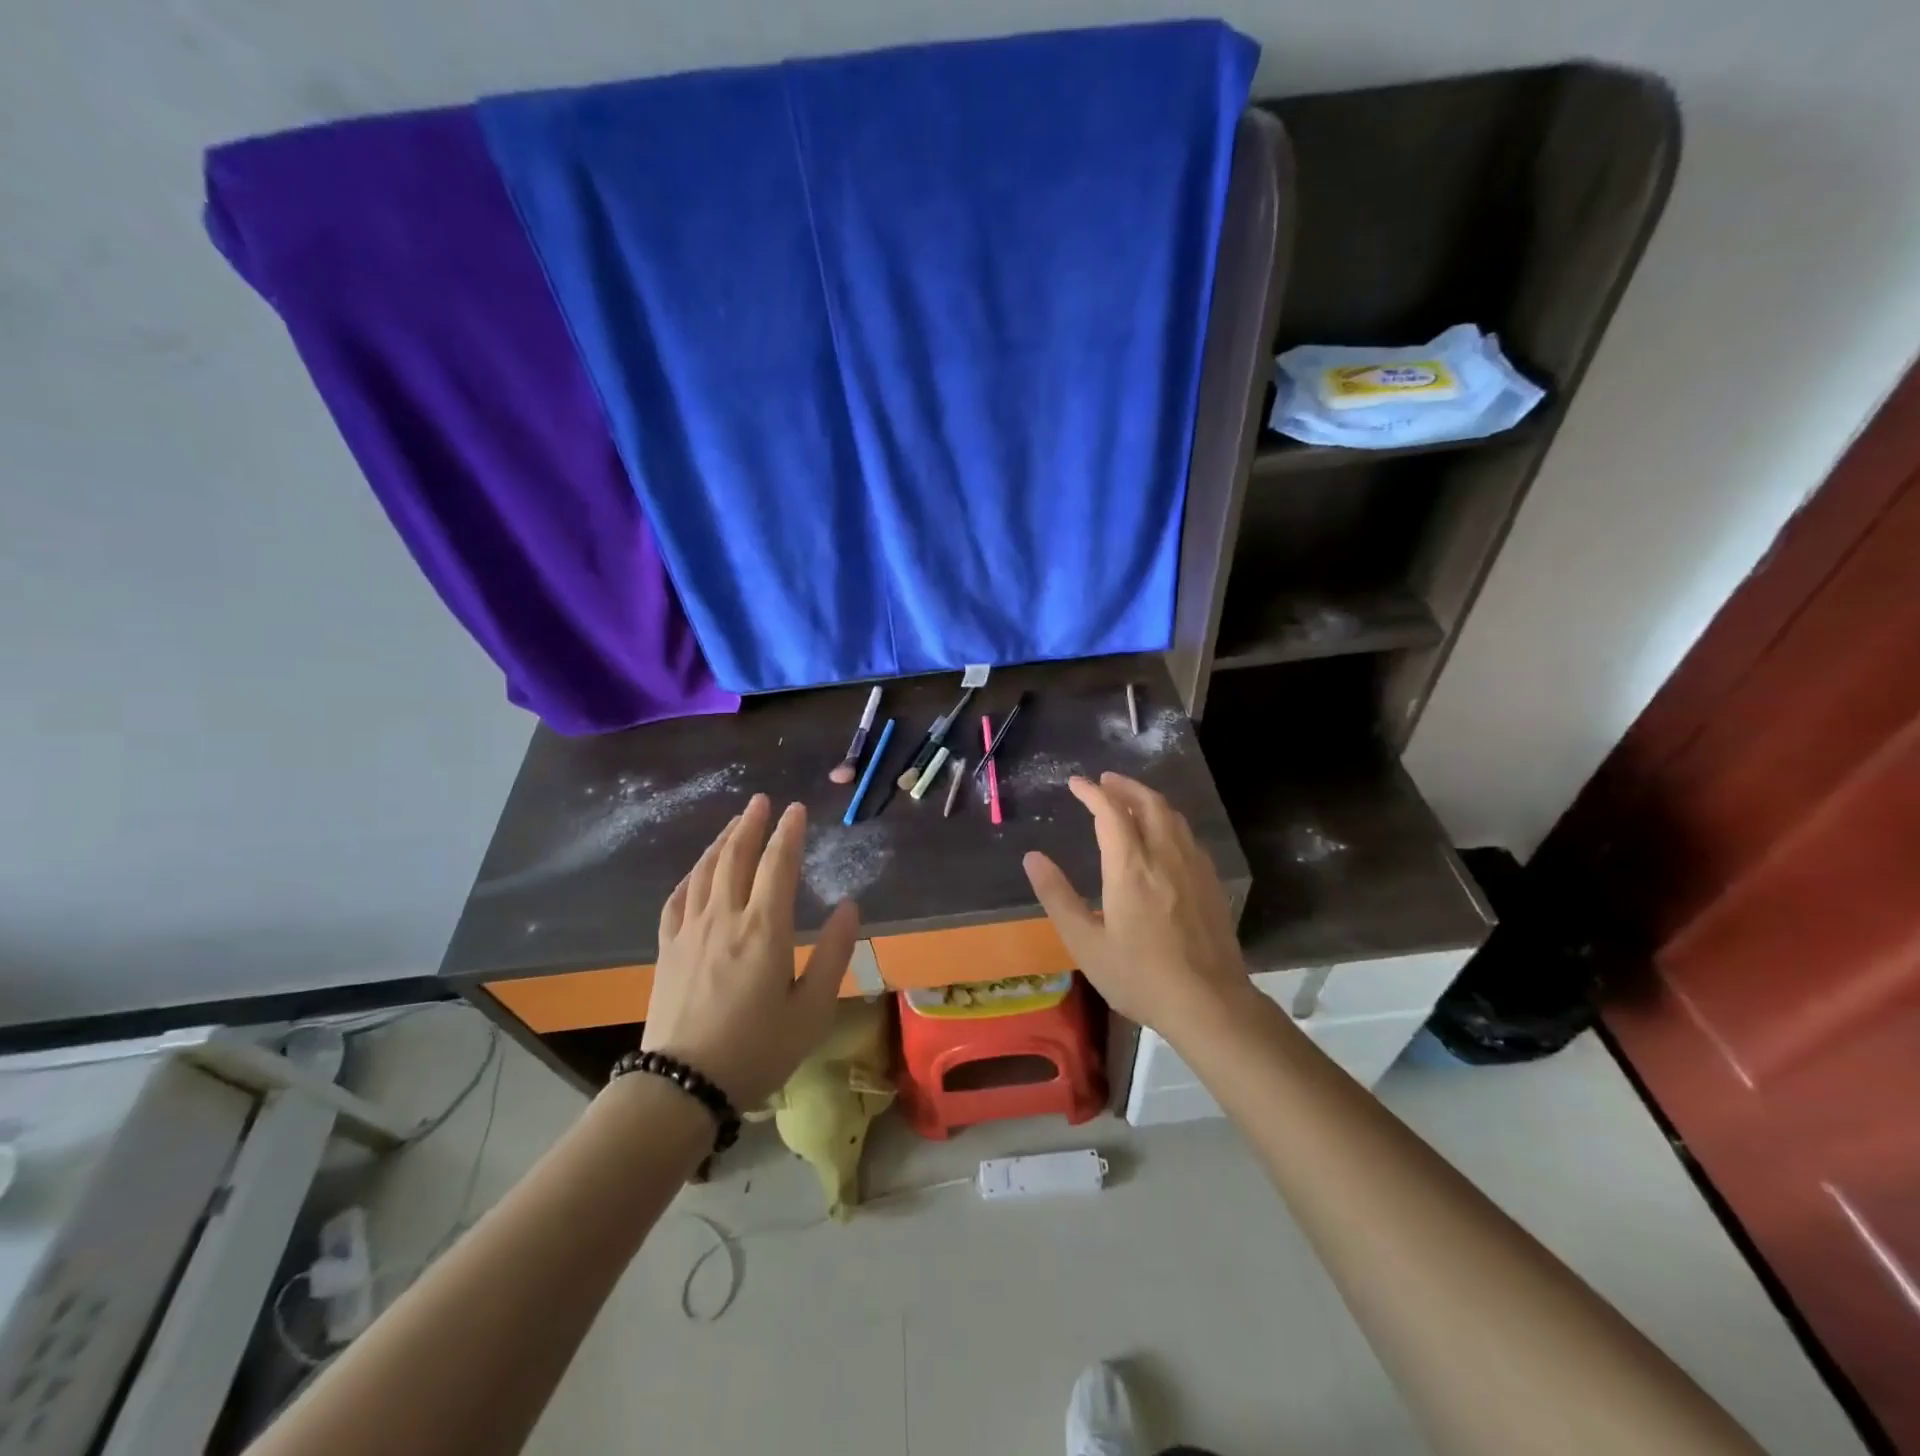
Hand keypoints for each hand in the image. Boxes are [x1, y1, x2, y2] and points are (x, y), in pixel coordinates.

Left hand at [642, 795, 858, 1109]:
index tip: (796, 809)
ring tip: (735, 823)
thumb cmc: (757, 1049)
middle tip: (762, 801)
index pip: (778, 865)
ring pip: (705, 871)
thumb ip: (832, 953)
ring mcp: (690, 931)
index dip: (789, 833)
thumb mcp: (811, 1009)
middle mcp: (725, 918)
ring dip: (722, 841)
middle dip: (752, 824)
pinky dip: (691, 876)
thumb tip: (850, 906)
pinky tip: (696, 871)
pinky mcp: (667, 949)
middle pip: (736, 857)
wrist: (681, 1086)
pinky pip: (678, 899)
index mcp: (765, 929)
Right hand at [1023, 773, 1252, 1044]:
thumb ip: (1057, 897)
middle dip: (1124, 786)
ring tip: (1130, 800)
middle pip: (1148, 803)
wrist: (1209, 1003)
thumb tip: (1033, 857)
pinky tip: (1164, 836)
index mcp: (1131, 867)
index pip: (1110, 812)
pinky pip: (1188, 835)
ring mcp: (1194, 867)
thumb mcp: (1086, 943)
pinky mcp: (1211, 882)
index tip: (1075, 783)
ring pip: (1173, 816)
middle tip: (1104, 781)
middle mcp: (1165, 856)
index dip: (1091, 792)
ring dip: (1148, 799)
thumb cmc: (1139, 976)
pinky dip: (1169, 820)